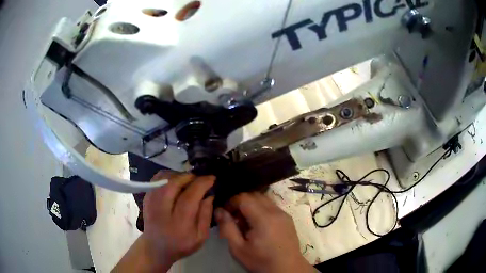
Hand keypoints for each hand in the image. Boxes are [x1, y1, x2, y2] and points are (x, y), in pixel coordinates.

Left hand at [144, 171, 214, 264]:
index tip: (212, 178)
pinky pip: (158, 178)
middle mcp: (162, 209)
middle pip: (174, 183)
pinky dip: (169, 176)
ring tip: (189, 181)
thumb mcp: (200, 237)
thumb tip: (209, 195)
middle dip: (190, 177)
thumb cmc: (181, 244)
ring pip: (165, 178)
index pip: (190, 197)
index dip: (202, 184)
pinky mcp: (147, 197)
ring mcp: (151, 201)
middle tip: (200, 179)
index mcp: (179, 223)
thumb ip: (206, 216)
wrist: (156, 247)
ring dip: (180, 176)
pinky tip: (177, 182)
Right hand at [215, 193, 314, 272]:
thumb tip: (219, 210)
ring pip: (264, 199)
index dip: (232, 201)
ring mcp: (284, 214)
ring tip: (245, 221)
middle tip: (234, 217)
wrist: (286, 268)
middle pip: (255, 195)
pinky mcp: (288, 218)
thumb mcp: (238, 248)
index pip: (244, 198)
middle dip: (241, 202)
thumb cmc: (260, 260)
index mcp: (263, 218)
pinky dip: (261, 209)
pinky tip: (258, 224)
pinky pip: (272, 206)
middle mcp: (276, 211)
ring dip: (252, 205)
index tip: (225, 212)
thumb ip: (227, 227)